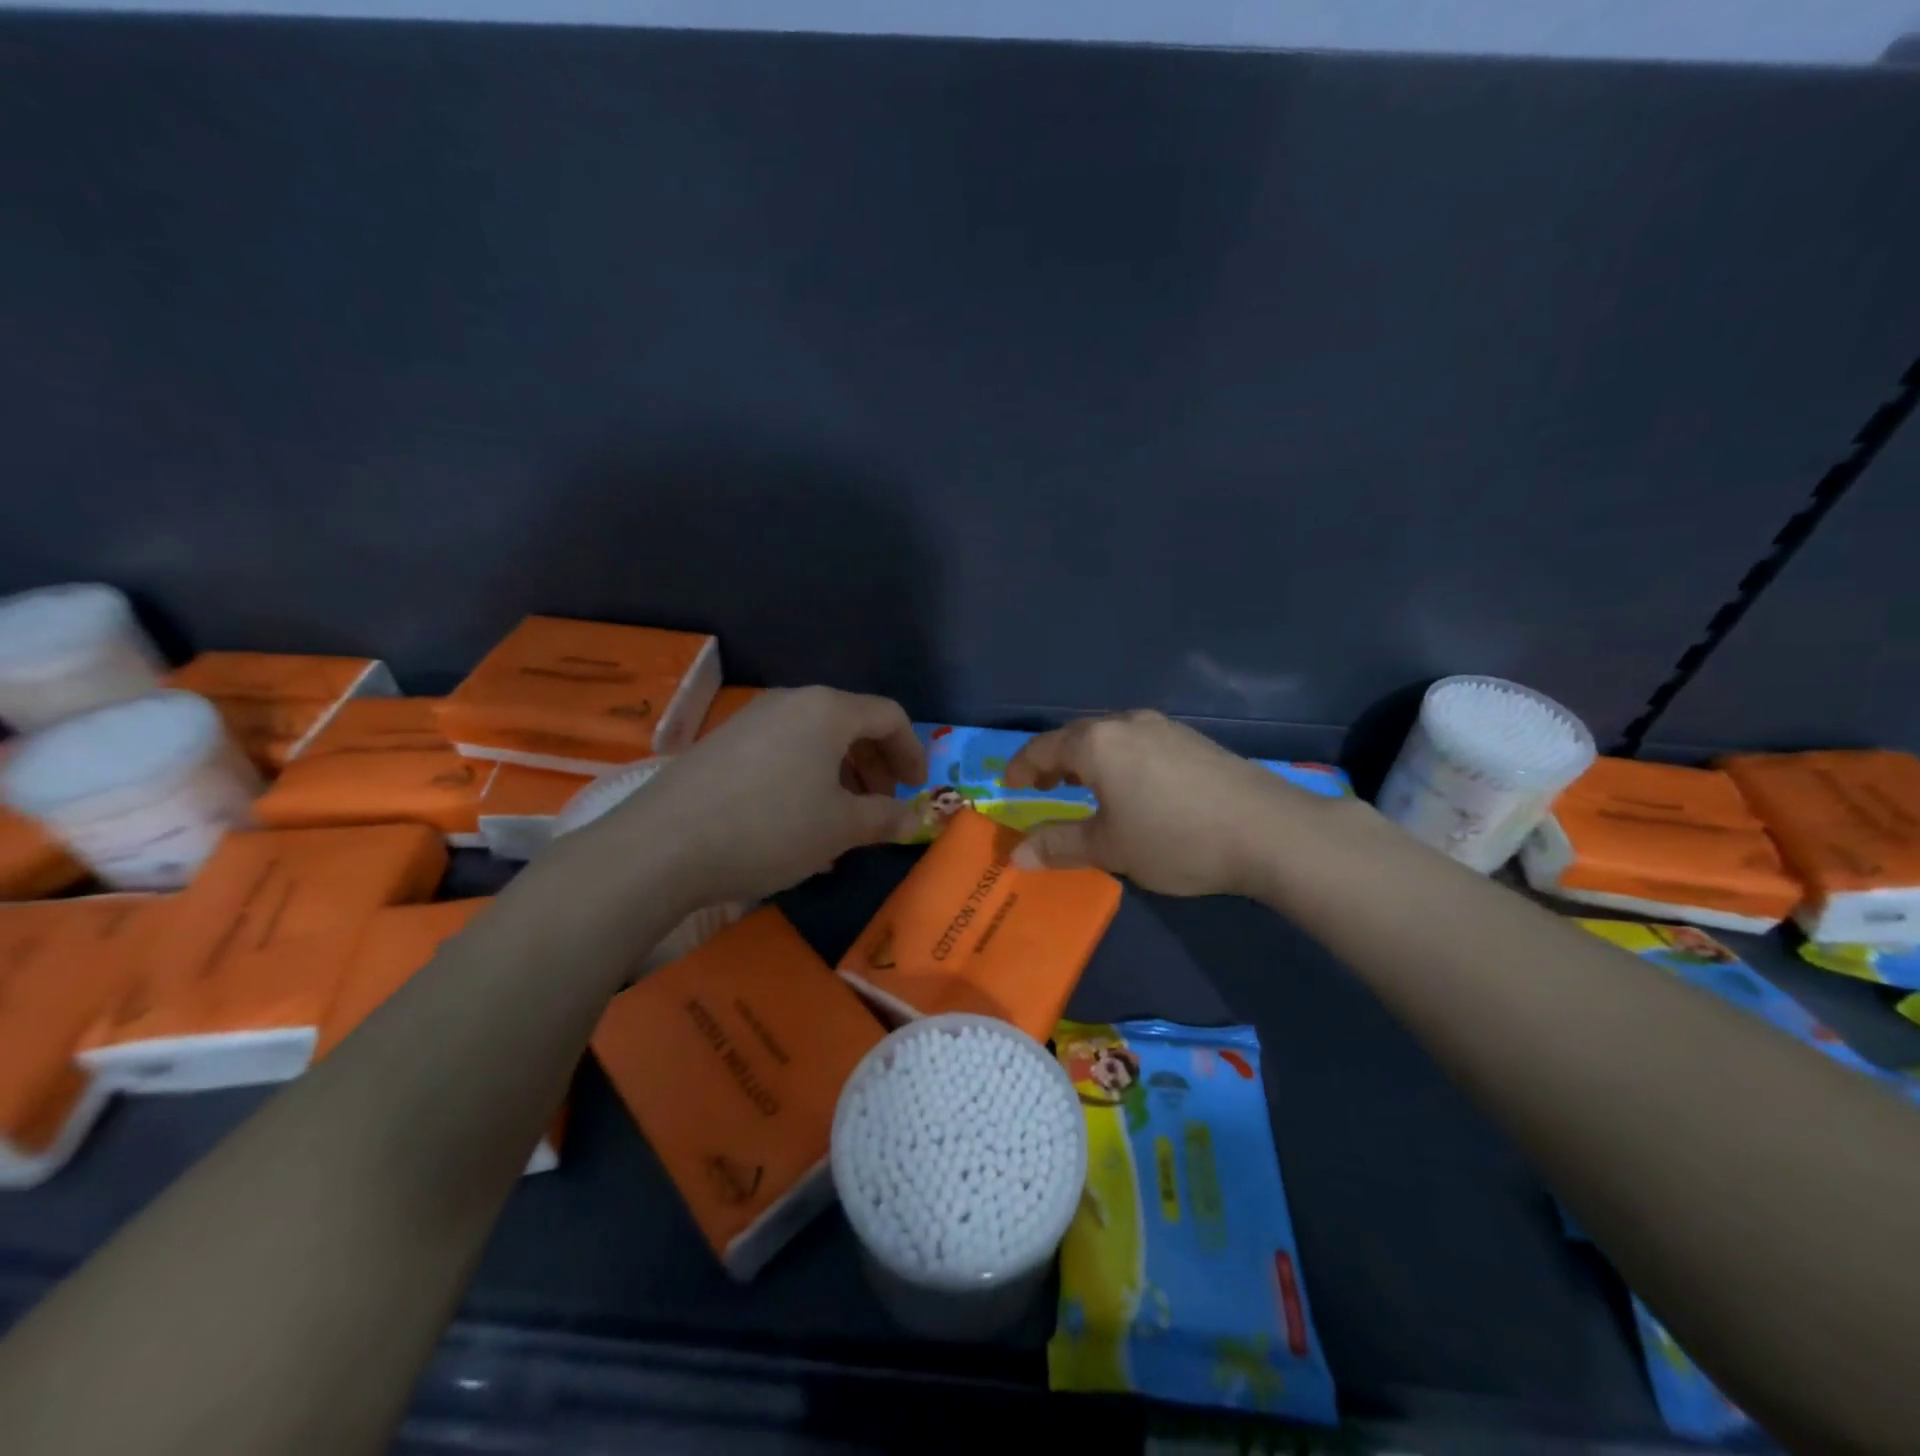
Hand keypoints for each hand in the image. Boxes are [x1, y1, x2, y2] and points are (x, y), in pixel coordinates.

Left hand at [587, 686, 926, 905]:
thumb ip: (884, 818)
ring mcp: (752, 719)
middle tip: (882, 806)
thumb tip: (914, 820)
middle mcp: (791, 702)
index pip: (888, 715)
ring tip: (842, 818)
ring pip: (815, 739)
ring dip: (841, 774)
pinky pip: (783, 751)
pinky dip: (806, 777)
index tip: (917, 789)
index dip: (912, 751)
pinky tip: (797, 819)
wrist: (663, 845)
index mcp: (827, 709)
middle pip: (851, 723)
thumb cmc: (771, 827)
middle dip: (876, 765)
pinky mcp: (723, 743)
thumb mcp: (840, 828)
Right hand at [1003, 710, 1331, 896]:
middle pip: (1076, 736)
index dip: (1021, 767)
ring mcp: (1164, 727)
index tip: (1008, 786)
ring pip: (1109, 737)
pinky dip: (1118, 760)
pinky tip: (1132, 787)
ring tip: (1083, 787)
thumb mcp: (1110, 848)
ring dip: (1087, 760)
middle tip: (1042, 787)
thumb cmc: (1175, 838)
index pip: (1043, 747)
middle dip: (1053, 761)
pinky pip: (1138, 742)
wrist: (1269, 831)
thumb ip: (1059, 845)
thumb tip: (1016, 855)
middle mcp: (1127, 723)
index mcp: (1097, 743)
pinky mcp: (1192, 740)